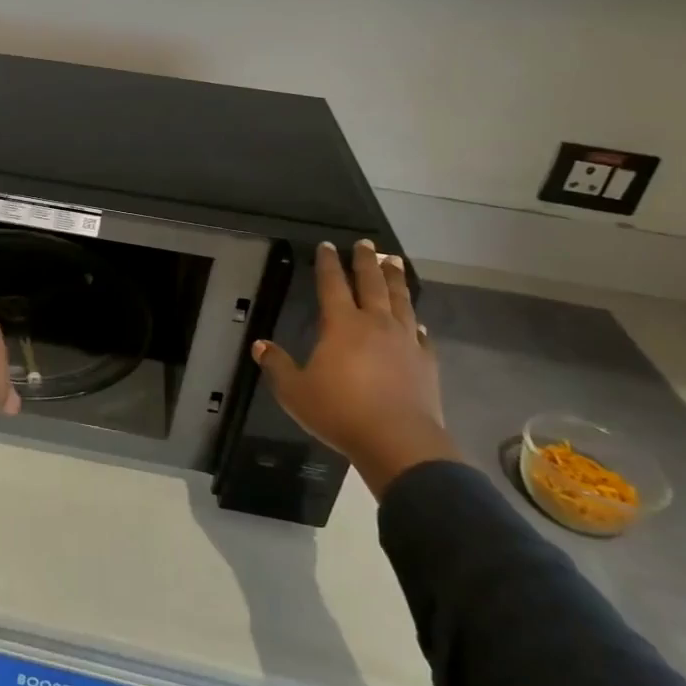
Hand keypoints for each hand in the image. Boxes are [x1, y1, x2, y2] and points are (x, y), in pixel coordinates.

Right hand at [251, 240, 462, 499]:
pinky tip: (416, 320)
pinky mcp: (425, 361)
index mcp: (341, 325)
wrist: (398, 442)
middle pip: (371, 283)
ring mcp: (404, 340)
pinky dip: (415, 321)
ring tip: (394, 261)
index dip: (328, 263)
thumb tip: (259, 345)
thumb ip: (277, 365)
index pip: (332, 284)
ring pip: (400, 300)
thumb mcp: (295, 391)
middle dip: (366, 261)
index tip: (327, 245)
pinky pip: (420, 333)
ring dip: (396, 279)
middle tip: (366, 243)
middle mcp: (375, 323)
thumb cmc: (340, 412)